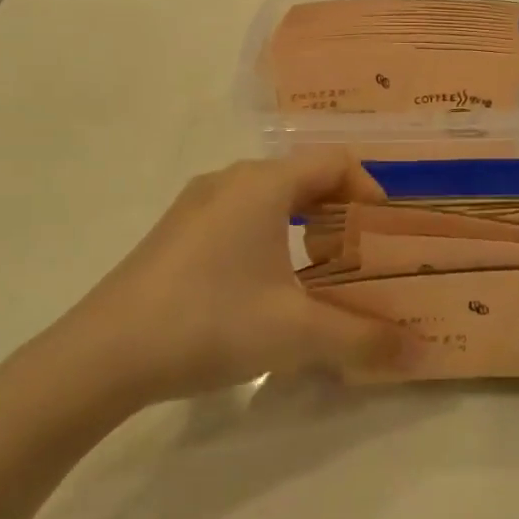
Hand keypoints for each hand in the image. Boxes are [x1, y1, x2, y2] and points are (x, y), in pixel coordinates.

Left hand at [19, 152, 404, 420]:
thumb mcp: (297, 334)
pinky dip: (271, 240)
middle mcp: (230, 180)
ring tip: (320, 276)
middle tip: (361, 259)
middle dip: (341, 215)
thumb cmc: (210, 322)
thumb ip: (364, 339)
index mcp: (264, 184)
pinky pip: (240, 218)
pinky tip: (266, 290)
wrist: (101, 356)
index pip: (336, 162)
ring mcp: (197, 205)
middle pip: (305, 178)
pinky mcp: (176, 233)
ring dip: (305, 229)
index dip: (371, 191)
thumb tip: (417, 351)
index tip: (384, 235)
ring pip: (270, 199)